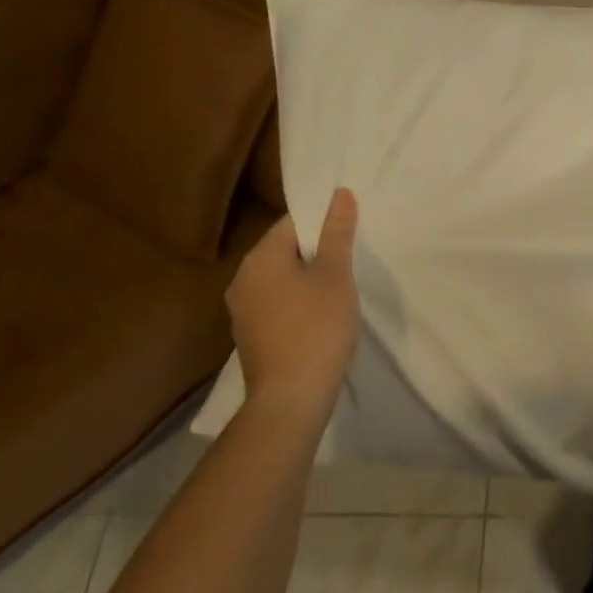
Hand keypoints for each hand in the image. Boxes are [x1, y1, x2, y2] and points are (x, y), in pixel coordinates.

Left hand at [226, 189, 359, 422]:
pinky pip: (276, 302)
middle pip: (284, 249)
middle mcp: (243, 279)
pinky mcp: (250, 335)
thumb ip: (337, 232)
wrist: (290, 399)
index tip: (349, 233)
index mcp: (260, 258)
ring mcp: (242, 310)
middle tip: (350, 257)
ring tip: (340, 285)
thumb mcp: (335, 275)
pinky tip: (320, 314)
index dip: (323, 222)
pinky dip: (297, 300)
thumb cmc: (316, 328)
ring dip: (307, 276)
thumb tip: (340, 193)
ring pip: (280, 278)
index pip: (292, 222)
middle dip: (316, 250)